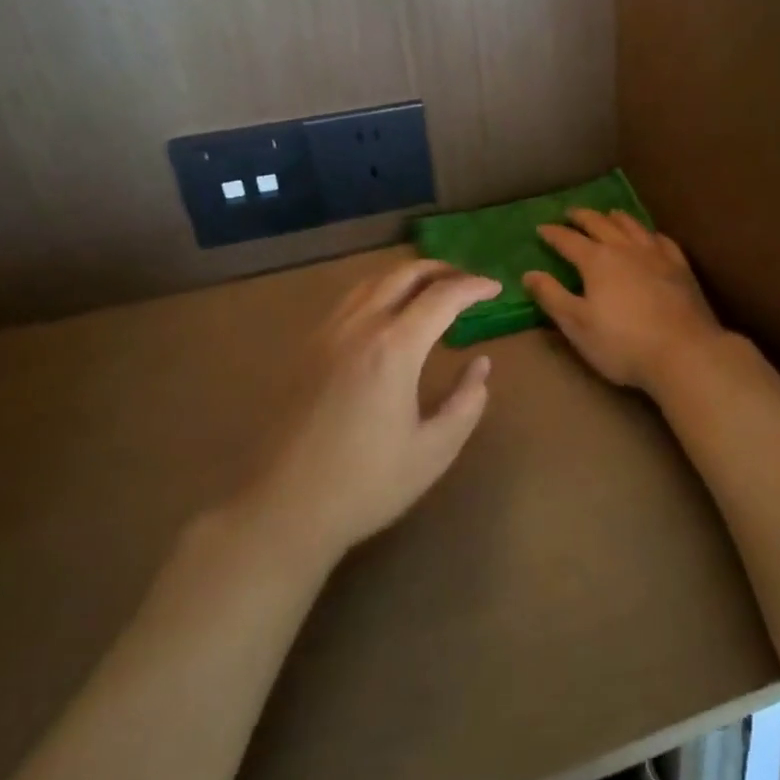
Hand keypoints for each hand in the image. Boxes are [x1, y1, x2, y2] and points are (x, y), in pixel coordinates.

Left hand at [253, 260, 499, 561]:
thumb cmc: (366, 484)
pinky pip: (351, 300)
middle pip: (403, 274)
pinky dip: (381, 291)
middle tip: (468, 283)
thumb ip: (467, 402)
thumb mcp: (434, 451)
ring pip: (372, 281)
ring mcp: (327, 334)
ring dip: (408, 277)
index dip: (473, 287)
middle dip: (442, 270)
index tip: (496, 289)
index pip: (442, 297)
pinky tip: (389, 316)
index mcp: (393, 348)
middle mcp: (359, 327)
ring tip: (433, 292)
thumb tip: (481, 365)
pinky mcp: (307, 349)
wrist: (283, 509)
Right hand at [523, 210, 725, 392]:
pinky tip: (651, 236)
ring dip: (616, 218)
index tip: (541, 228)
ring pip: (632, 226)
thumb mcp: (577, 324)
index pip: (568, 240)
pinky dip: (650, 233)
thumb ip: (552, 296)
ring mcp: (656, 255)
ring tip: (609, 214)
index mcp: (597, 261)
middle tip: (571, 213)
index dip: (553, 234)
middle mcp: (625, 249)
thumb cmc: (622, 343)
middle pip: (600, 224)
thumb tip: (529, 274)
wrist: (684, 352)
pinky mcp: (680, 267)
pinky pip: (662, 240)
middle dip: (583, 217)